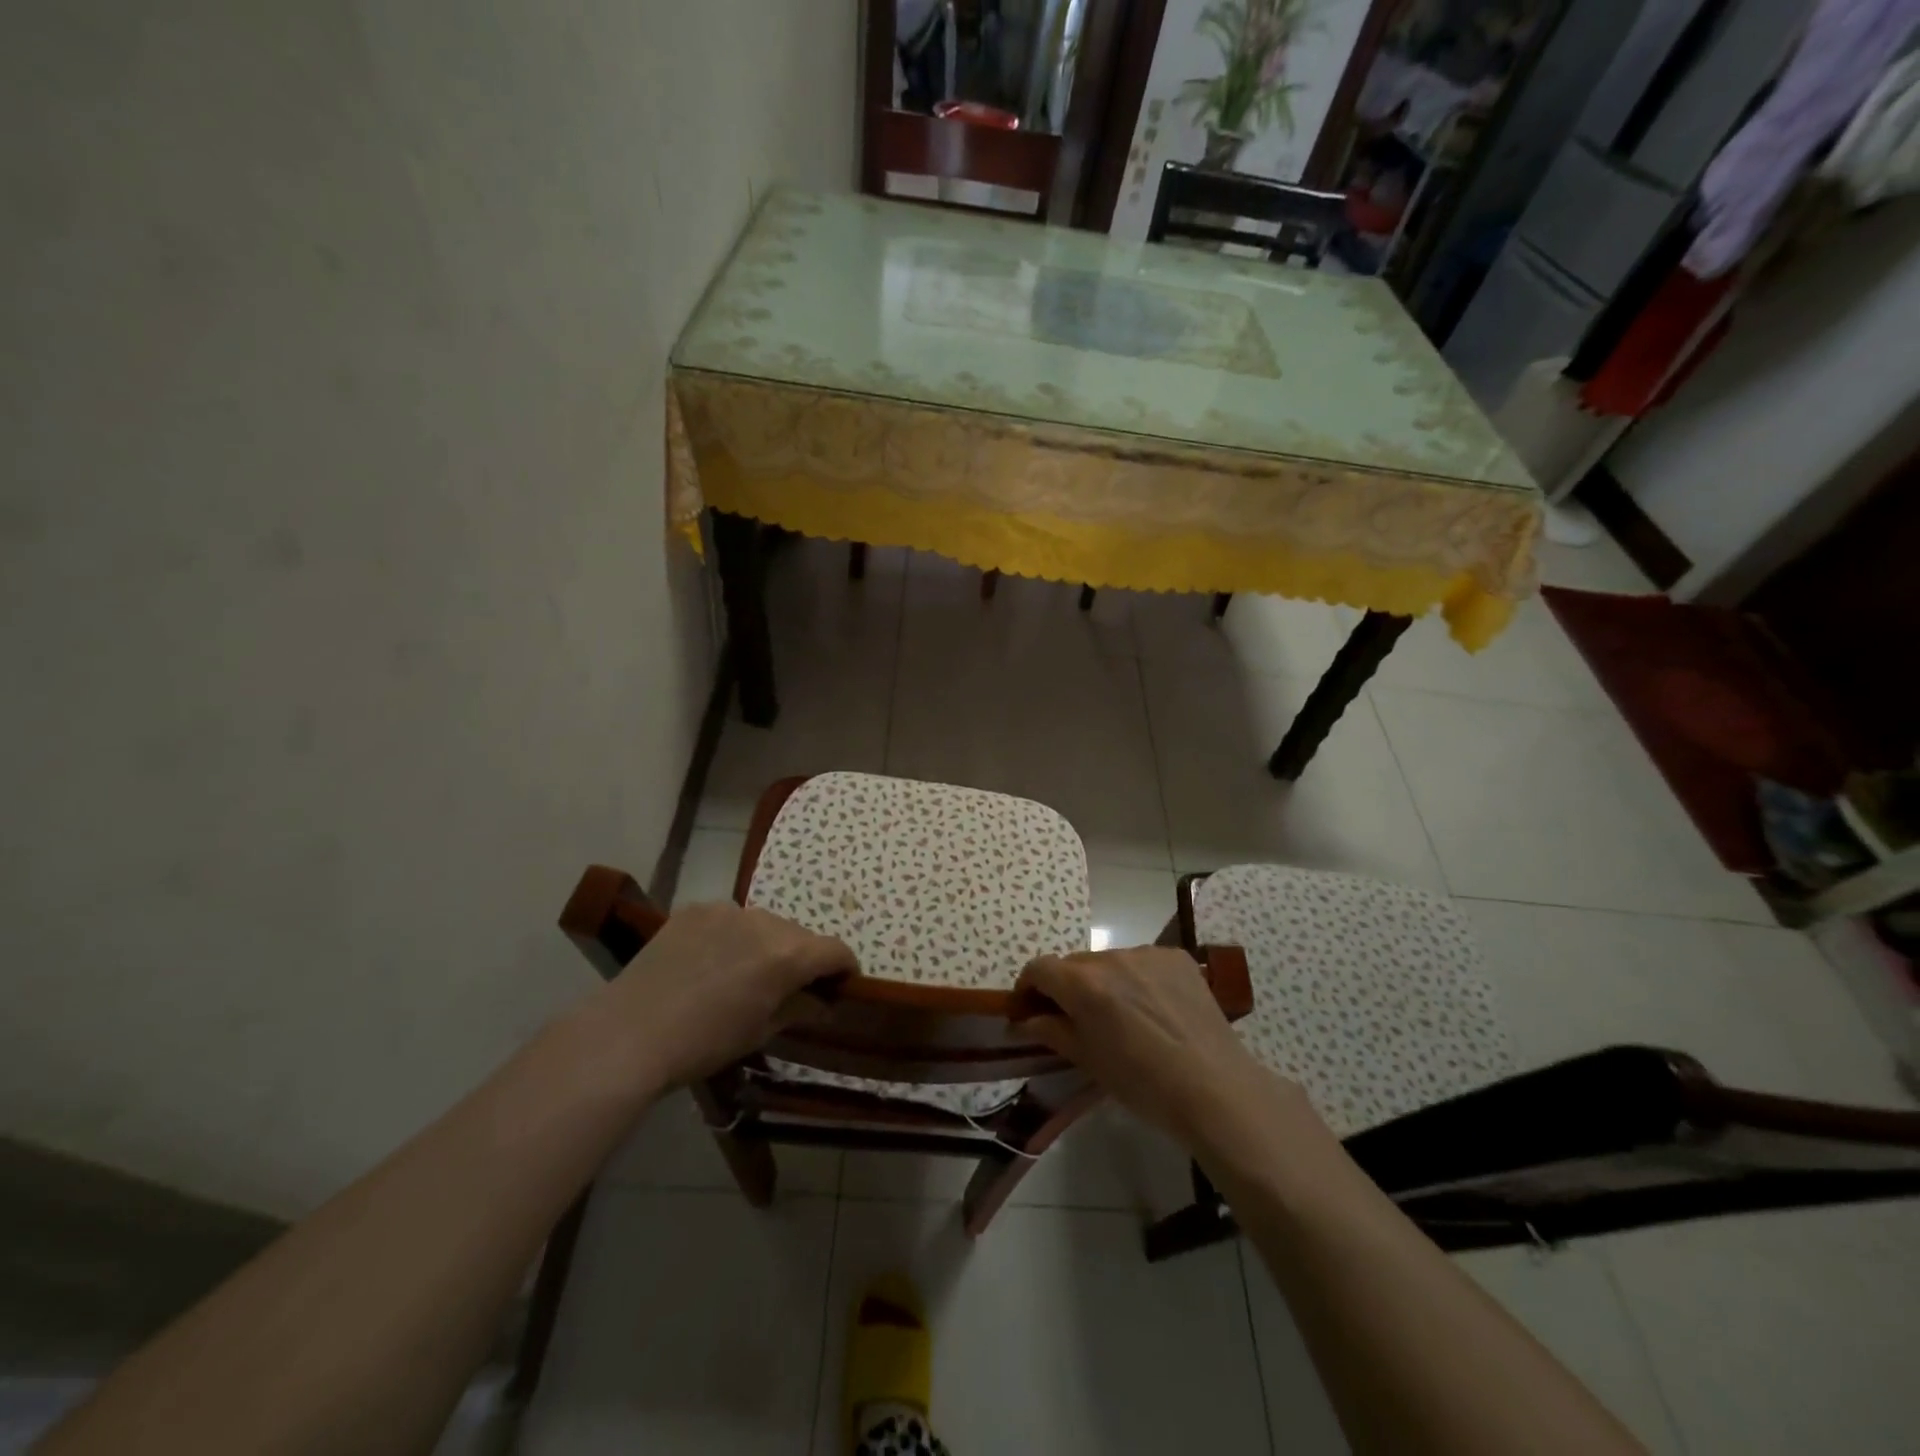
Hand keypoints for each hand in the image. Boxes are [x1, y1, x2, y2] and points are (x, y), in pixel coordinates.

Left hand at [599, 902, 857, 1088]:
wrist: (630, 1033)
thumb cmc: (704, 1043)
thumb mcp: (760, 1031)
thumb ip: (799, 1008)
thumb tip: (823, 1001)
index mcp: (787, 955)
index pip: (835, 950)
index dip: (845, 967)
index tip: (841, 984)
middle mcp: (764, 922)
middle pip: (800, 935)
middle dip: (802, 958)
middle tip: (786, 986)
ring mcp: (727, 910)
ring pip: (764, 923)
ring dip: (767, 943)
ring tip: (743, 973)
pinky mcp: (695, 909)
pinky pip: (729, 919)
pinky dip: (732, 935)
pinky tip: (710, 962)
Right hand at [1013, 948, 1295, 1151]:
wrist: (1215, 1088)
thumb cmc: (1143, 1084)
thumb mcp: (1088, 1061)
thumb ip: (1052, 1031)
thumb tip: (1024, 1020)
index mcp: (1084, 985)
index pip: (1040, 968)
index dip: (1029, 986)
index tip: (1030, 1008)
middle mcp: (1112, 959)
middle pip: (1075, 964)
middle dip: (1067, 986)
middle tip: (1076, 1019)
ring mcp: (1147, 954)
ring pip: (1110, 961)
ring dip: (1105, 981)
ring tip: (1123, 1016)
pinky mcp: (1177, 957)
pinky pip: (1143, 962)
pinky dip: (1138, 978)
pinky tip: (1154, 1009)